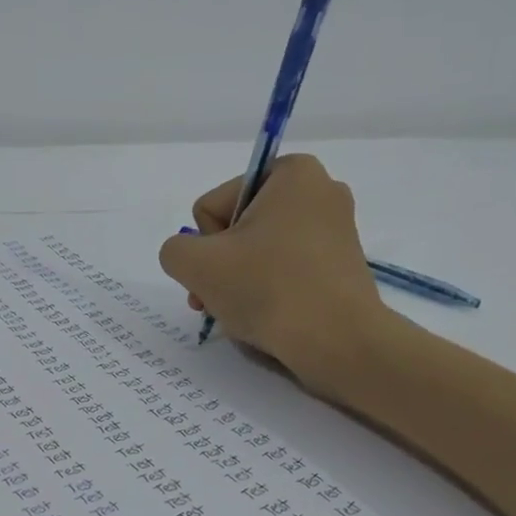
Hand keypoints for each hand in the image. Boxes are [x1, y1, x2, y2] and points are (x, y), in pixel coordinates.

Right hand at [157, 153, 394, 377]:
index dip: (207, 244)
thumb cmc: (267, 289)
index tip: (219, 271)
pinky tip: (267, 318)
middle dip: (221, 266)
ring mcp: (335, 232)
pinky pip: (286, 272)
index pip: (213, 206)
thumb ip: (174, 250)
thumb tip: (191, 258)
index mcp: (293, 172)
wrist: (336, 342)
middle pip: (237, 229)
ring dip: (239, 283)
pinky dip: (268, 293)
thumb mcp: (195, 264)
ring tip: (239, 314)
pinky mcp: (340, 268)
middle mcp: (321, 191)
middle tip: (216, 301)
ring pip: (259, 254)